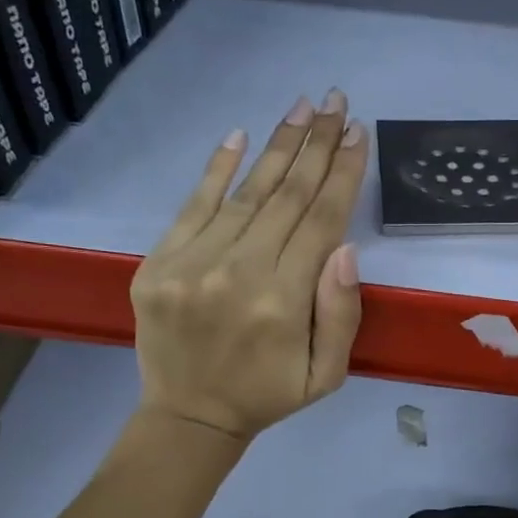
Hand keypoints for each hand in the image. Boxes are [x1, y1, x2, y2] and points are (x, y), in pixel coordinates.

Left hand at [131, 91, 368, 441]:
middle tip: (337, 102)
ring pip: (246, 193)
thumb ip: (340, 313)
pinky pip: (193, 206)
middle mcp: (239, 272)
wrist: (189, 416)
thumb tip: (344, 247)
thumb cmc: (268, 395)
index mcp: (284, 302)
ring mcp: (193, 263)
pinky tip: (239, 135)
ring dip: (278, 146)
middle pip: (287, 196)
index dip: (342, 174)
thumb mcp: (326, 374)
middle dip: (317, 144)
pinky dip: (217, 169)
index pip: (320, 220)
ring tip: (303, 107)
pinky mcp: (159, 262)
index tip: (358, 134)